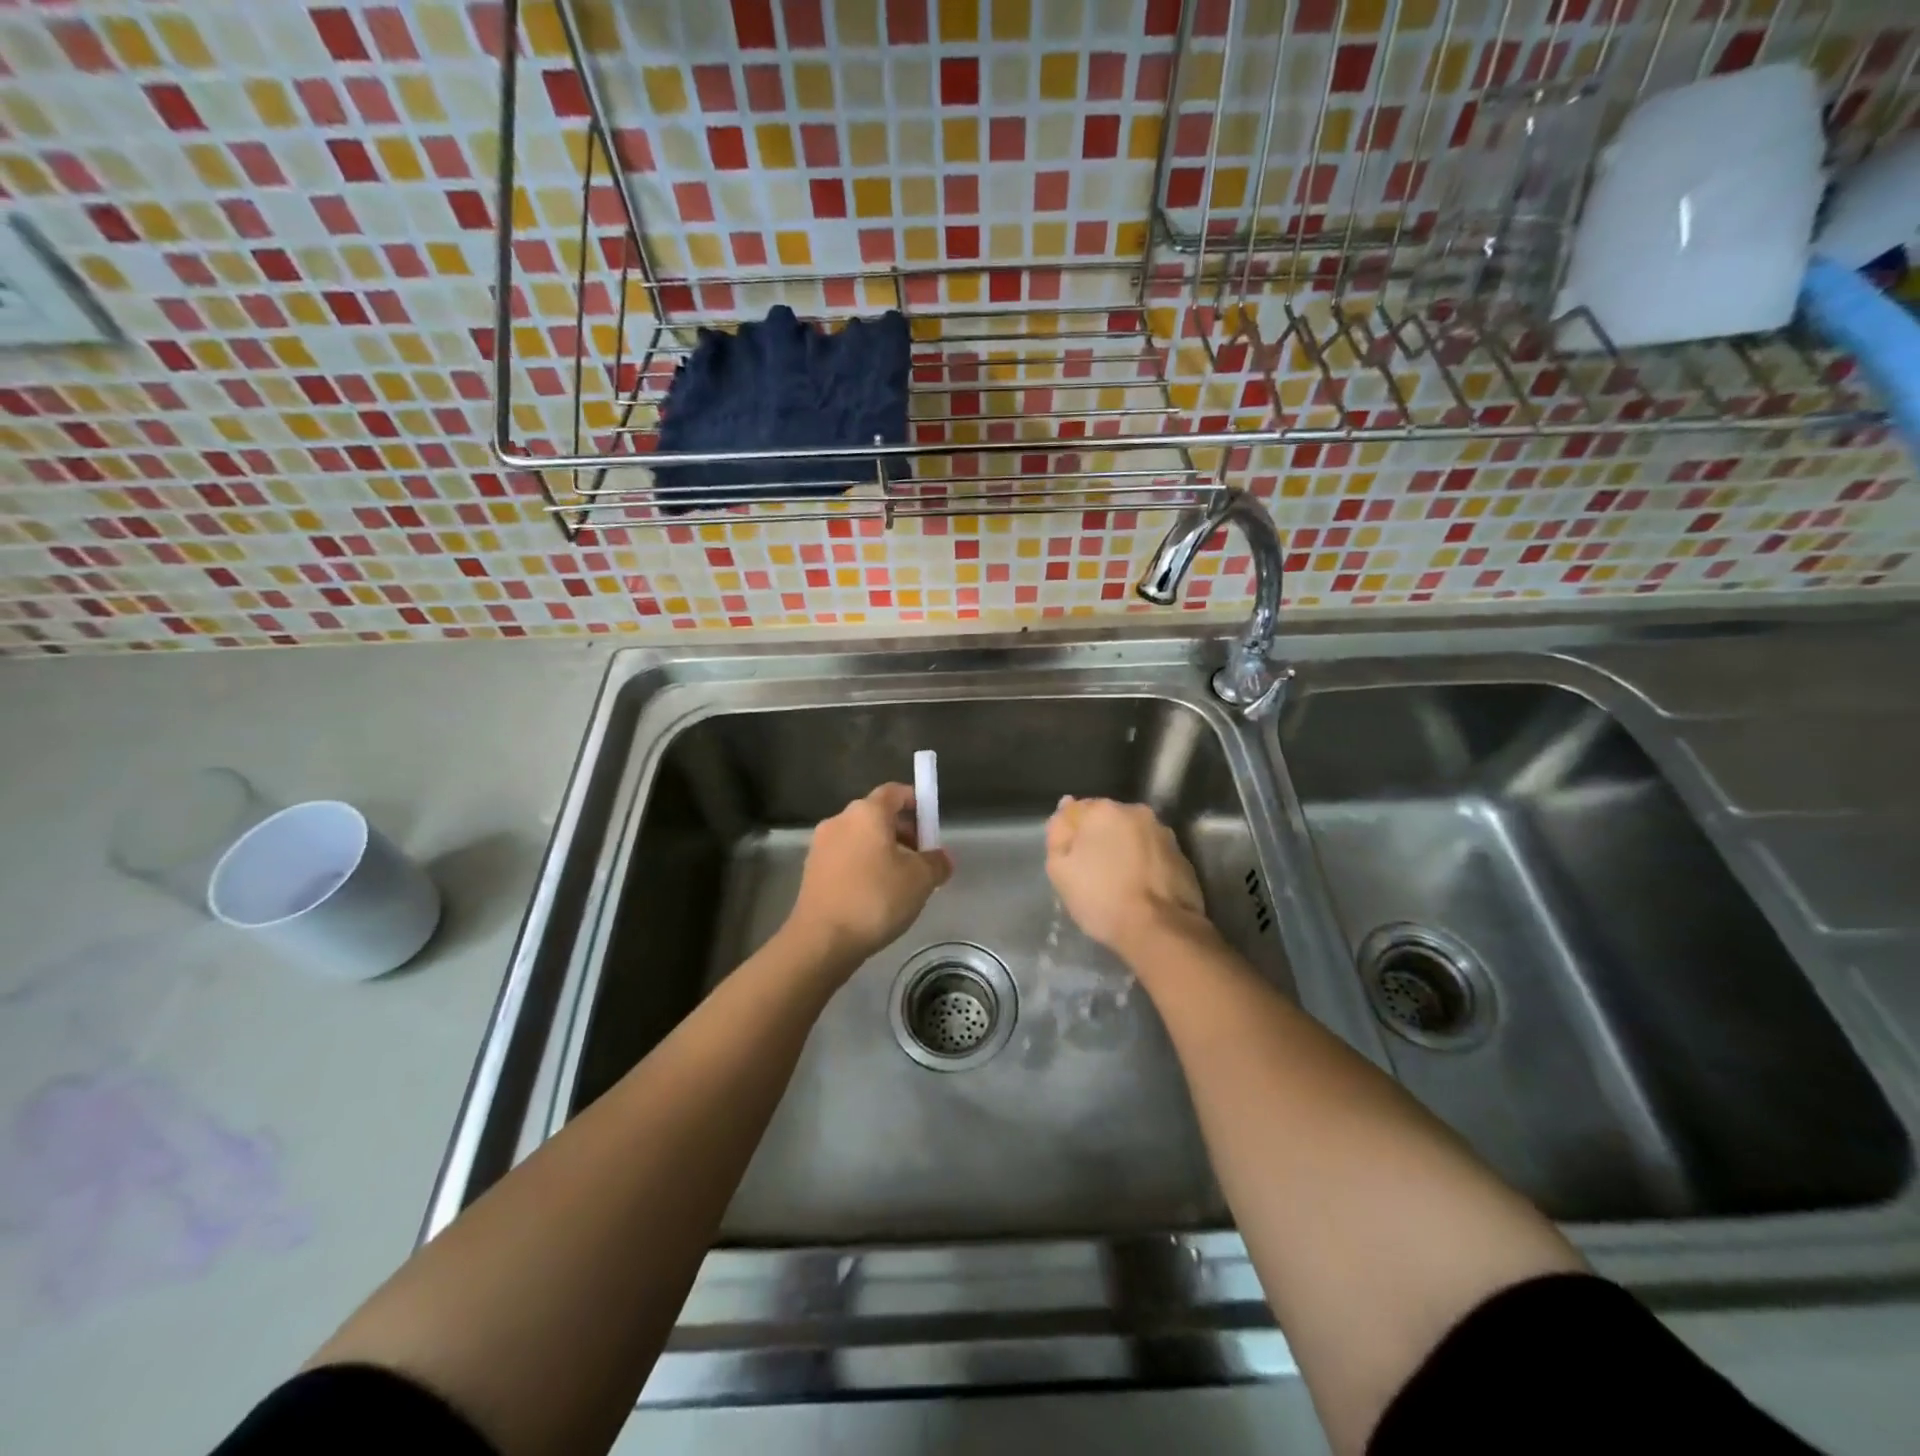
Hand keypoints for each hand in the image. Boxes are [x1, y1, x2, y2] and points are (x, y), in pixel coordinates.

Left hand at [784, 783, 951, 973]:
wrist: (822, 940)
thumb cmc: (875, 899)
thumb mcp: (921, 880)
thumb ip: (937, 863)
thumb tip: (941, 859)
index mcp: (867, 813)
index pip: (894, 792)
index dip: (915, 801)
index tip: (929, 822)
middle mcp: (840, 820)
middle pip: (877, 815)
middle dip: (902, 831)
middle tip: (920, 858)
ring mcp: (821, 846)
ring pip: (860, 838)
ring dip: (882, 851)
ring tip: (900, 882)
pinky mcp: (811, 871)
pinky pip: (845, 858)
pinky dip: (863, 867)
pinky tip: (875, 896)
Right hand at [1045, 797, 1211, 958]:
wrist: (1159, 929)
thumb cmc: (1101, 897)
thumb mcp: (1060, 869)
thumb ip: (1058, 834)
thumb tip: (1065, 807)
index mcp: (1104, 810)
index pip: (1076, 811)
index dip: (1070, 836)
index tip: (1070, 861)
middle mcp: (1137, 812)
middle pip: (1108, 822)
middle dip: (1099, 840)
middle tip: (1092, 873)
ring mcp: (1164, 834)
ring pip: (1133, 837)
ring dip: (1125, 852)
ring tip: (1119, 884)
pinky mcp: (1183, 857)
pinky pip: (1153, 856)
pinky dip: (1145, 866)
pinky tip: (1140, 891)